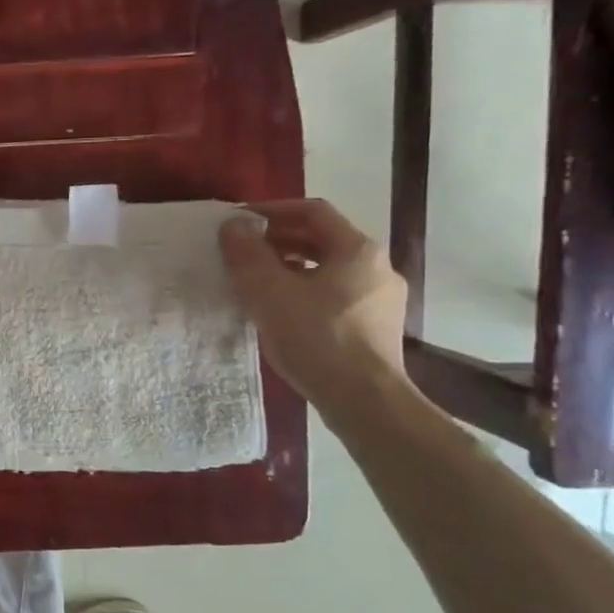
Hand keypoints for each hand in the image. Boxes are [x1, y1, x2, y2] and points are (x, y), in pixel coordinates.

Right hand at [219, 199, 408, 417]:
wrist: (365, 402)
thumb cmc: (317, 338)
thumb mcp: (269, 292)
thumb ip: (247, 254)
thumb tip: (233, 226)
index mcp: (356, 249)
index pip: (312, 211)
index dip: (272, 210)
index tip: (239, 222)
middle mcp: (376, 267)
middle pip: (322, 239)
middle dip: (278, 240)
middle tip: (242, 251)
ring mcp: (381, 300)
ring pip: (328, 269)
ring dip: (290, 267)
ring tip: (256, 281)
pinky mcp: (376, 328)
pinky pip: (334, 295)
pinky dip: (305, 291)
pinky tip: (281, 312)